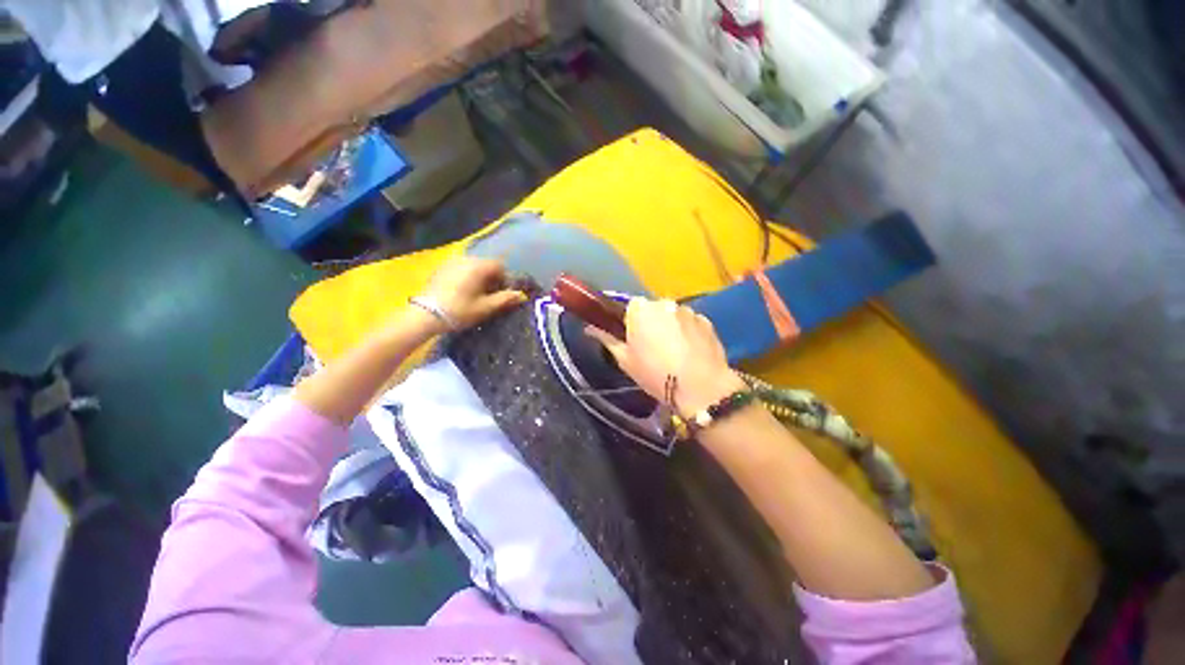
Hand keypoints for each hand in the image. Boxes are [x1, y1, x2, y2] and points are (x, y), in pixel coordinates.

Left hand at [417, 257, 526, 331]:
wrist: (425, 315)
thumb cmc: (460, 311)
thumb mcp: (486, 307)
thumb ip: (505, 299)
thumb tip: (521, 295)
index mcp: (479, 266)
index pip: (500, 266)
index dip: (505, 279)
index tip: (503, 294)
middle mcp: (466, 259)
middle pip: (486, 265)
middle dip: (492, 279)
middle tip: (491, 297)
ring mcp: (451, 263)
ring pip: (474, 267)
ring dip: (480, 278)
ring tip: (477, 296)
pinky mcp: (441, 269)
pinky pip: (461, 270)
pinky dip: (467, 278)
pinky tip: (462, 293)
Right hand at [587, 298, 746, 415]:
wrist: (701, 388)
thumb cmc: (655, 374)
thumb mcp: (625, 360)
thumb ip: (606, 339)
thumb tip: (589, 328)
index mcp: (640, 309)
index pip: (631, 306)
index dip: (631, 323)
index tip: (634, 340)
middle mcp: (664, 303)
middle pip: (653, 309)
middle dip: (652, 323)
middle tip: (653, 348)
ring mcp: (688, 310)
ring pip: (672, 315)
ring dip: (670, 327)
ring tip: (675, 352)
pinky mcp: (707, 321)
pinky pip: (690, 323)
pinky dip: (688, 333)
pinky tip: (690, 353)